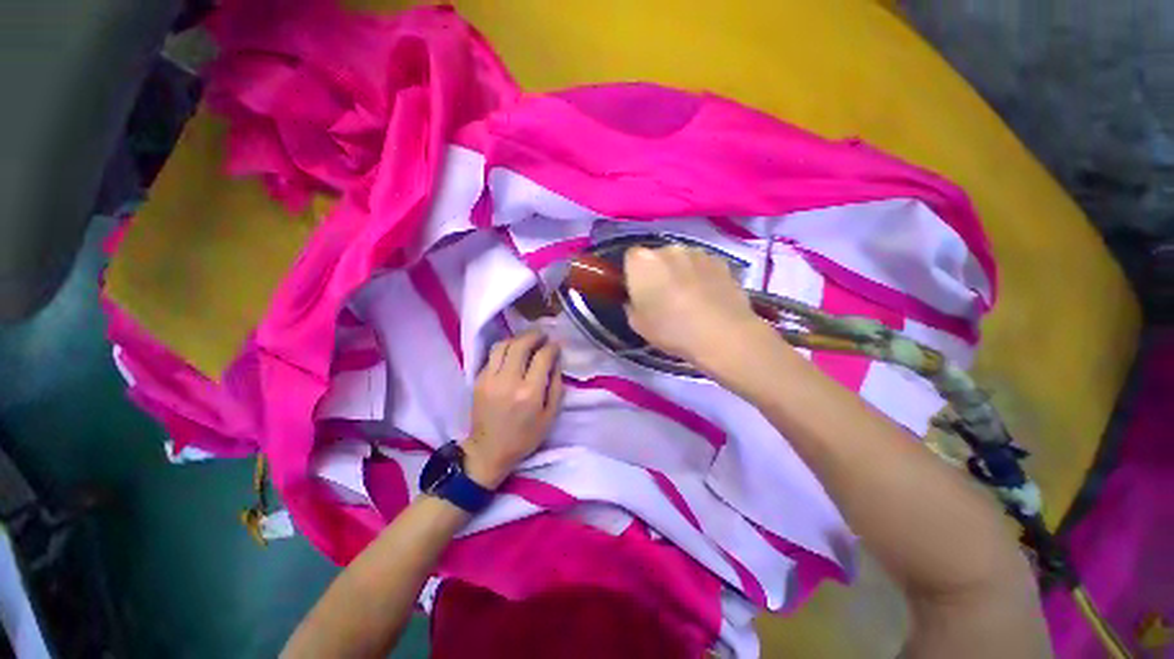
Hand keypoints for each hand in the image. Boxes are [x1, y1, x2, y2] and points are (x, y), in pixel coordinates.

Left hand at [464, 331, 563, 488]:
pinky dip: (505, 349)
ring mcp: (490, 379)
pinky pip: (492, 356)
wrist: (488, 451)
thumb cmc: (524, 437)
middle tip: (543, 335)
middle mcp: (508, 381)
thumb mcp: (550, 416)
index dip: (552, 347)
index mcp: (529, 393)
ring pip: (503, 345)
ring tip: (527, 340)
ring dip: (517, 338)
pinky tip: (513, 352)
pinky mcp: (478, 380)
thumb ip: (556, 386)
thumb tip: (556, 361)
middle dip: (534, 335)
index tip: (556, 345)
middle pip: (520, 345)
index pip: (542, 357)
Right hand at [623, 246, 764, 365]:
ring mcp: (697, 253)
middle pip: (658, 257)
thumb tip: (636, 300)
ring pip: (682, 261)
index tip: (639, 292)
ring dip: (682, 273)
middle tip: (664, 298)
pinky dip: (703, 277)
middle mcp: (668, 249)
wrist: (722, 334)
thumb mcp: (637, 324)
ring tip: (690, 300)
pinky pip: (704, 267)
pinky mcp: (721, 261)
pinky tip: (708, 299)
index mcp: (642, 261)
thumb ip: (631, 306)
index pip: (631, 258)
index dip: (634, 275)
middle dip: (658, 272)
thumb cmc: (671, 329)